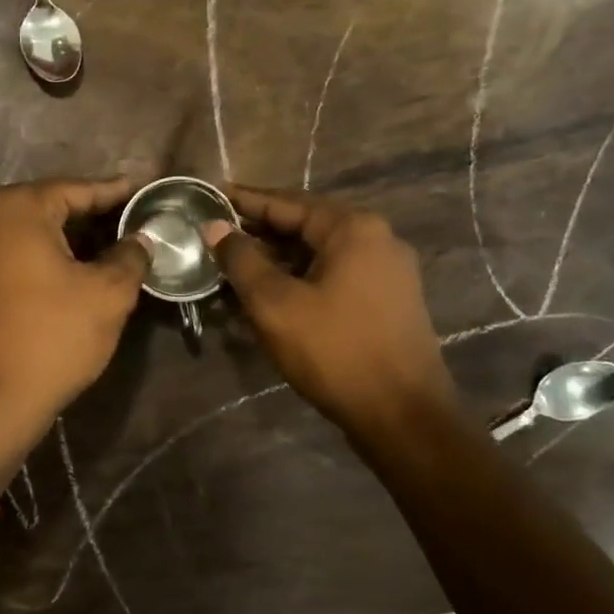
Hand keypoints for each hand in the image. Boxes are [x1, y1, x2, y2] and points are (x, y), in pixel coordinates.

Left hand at [0, 178, 149, 426]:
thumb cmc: (53, 335)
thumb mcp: (108, 293)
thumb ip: (130, 256)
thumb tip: (141, 240)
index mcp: (19, 208)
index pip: (79, 189)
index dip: (117, 193)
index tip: (146, 191)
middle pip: (54, 207)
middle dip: (95, 216)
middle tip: (135, 222)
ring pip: (35, 232)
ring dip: (73, 239)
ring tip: (114, 247)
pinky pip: (18, 255)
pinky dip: (49, 257)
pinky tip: (78, 272)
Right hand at [204, 187, 455, 431]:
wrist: (403, 416)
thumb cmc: (335, 351)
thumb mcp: (275, 304)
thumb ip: (241, 260)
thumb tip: (214, 226)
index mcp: (352, 228)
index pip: (286, 202)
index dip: (243, 201)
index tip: (209, 197)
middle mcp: (377, 238)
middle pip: (305, 224)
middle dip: (259, 232)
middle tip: (216, 236)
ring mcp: (388, 270)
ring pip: (319, 253)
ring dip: (278, 259)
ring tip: (235, 267)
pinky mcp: (389, 299)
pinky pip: (335, 275)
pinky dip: (301, 278)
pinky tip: (272, 293)